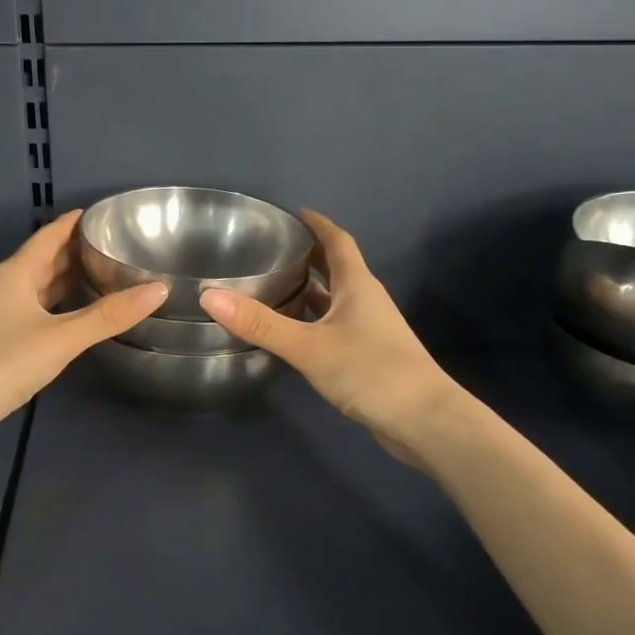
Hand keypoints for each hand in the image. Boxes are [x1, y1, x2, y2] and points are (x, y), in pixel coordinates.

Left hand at [0, 210, 165, 463]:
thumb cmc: (3, 363)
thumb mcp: (61, 338)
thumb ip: (109, 315)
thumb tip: (160, 288)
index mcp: (16, 273)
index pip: (50, 234)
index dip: (76, 222)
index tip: (108, 214)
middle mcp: (7, 286)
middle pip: (46, 258)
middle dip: (78, 250)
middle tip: (119, 246)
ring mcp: (1, 314)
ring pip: (41, 286)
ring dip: (69, 279)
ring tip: (108, 275)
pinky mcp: (1, 341)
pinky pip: (38, 310)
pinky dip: (61, 306)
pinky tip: (80, 316)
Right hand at [199, 210, 465, 466]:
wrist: (425, 421)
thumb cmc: (371, 371)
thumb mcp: (309, 346)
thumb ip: (261, 324)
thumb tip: (210, 296)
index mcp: (357, 285)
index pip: (337, 241)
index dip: (316, 223)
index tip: (290, 213)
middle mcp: (365, 300)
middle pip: (335, 267)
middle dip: (307, 254)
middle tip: (269, 249)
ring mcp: (369, 329)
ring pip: (334, 298)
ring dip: (308, 289)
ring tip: (271, 285)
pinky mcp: (367, 355)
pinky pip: (334, 325)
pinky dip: (312, 320)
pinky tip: (291, 332)